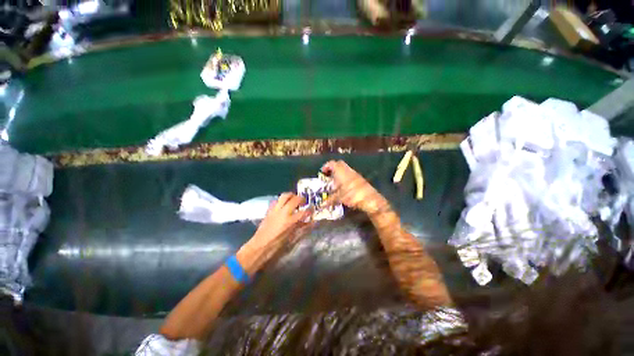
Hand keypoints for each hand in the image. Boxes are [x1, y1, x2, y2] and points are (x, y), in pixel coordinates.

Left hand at [252, 193, 310, 246]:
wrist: (259, 246)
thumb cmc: (277, 245)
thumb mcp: (291, 238)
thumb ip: (301, 228)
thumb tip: (310, 222)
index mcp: (290, 221)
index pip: (304, 212)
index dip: (310, 210)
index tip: (312, 208)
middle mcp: (283, 212)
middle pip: (294, 199)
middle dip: (301, 199)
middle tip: (304, 201)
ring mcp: (275, 210)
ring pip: (284, 196)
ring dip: (291, 196)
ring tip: (294, 198)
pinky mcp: (269, 210)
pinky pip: (276, 200)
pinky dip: (281, 200)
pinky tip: (283, 204)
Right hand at [321, 160, 387, 213]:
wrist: (370, 199)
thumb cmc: (352, 195)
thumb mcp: (339, 198)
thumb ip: (330, 200)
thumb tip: (321, 205)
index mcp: (341, 172)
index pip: (332, 163)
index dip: (326, 166)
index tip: (322, 172)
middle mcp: (347, 170)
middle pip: (339, 164)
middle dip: (333, 168)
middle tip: (328, 175)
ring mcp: (355, 174)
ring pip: (345, 169)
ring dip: (339, 173)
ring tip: (335, 182)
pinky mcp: (360, 178)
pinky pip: (350, 174)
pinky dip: (345, 177)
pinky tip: (344, 186)